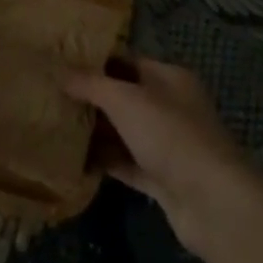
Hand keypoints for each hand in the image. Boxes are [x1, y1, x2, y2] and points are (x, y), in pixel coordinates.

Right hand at [66, 57, 262, 256]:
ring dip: (95, 132)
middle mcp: (170, 107)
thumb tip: (61, 72)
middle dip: (91, 98)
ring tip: (55, 127)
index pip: (127, 61)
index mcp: (169, 78)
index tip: (61, 64)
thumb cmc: (170, 135)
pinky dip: (104, 162)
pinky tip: (73, 161)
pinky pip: (127, 164)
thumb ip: (92, 84)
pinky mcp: (162, 178)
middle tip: (51, 96)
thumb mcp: (126, 100)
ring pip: (124, 132)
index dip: (95, 62)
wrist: (212, 201)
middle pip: (124, 97)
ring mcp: (167, 144)